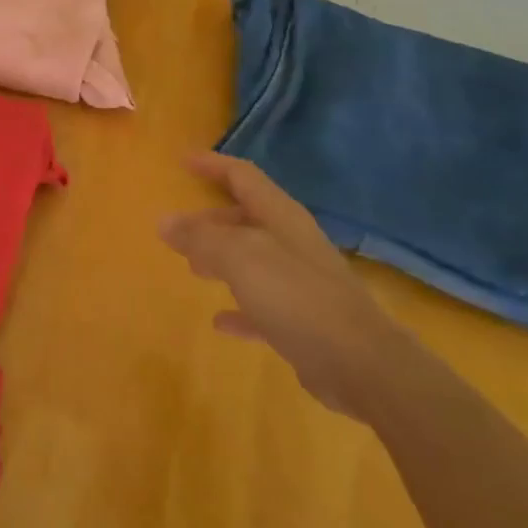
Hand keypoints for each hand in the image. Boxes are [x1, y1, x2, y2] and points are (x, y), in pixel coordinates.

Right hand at [160, 152, 409, 421]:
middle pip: (246, 218)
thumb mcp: (239, 257)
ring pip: (252, 260)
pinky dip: (239, 308)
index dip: (213, 165)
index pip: (243, 176)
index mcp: (280, 217)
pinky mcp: (305, 322)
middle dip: (210, 220)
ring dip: (221, 260)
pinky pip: (262, 306)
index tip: (183, 162)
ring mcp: (301, 282)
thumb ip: (200, 238)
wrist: (363, 365)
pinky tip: (219, 321)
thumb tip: (164, 222)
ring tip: (192, 267)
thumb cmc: (297, 296)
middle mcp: (292, 242)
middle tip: (178, 229)